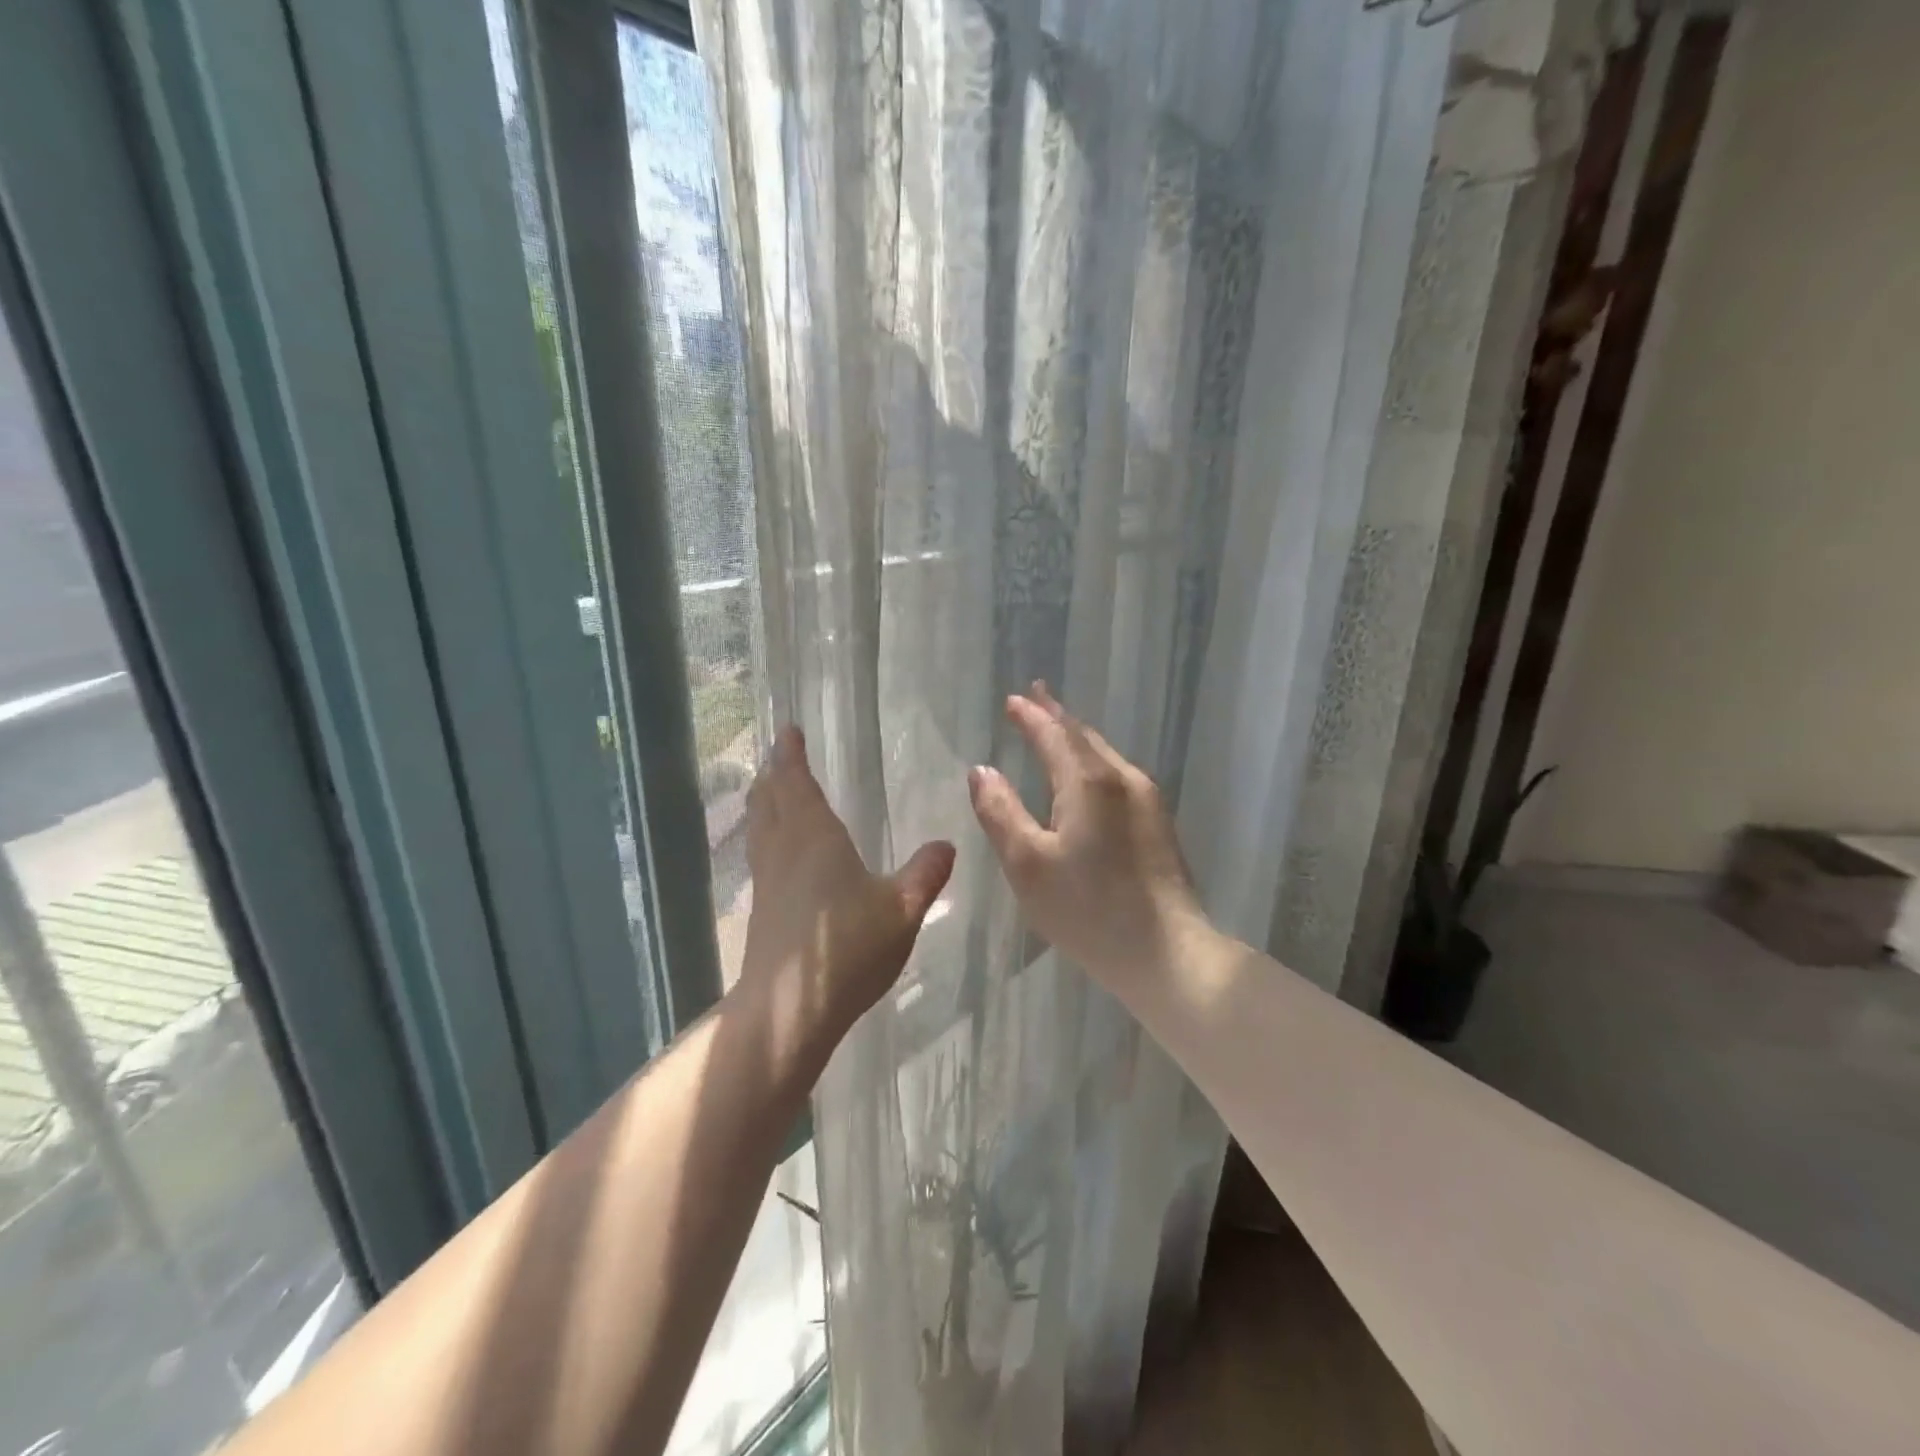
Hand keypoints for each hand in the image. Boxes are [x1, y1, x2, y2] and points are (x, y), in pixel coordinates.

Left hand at [738, 727, 955, 1063]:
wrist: (790, 1010)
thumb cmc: (847, 948)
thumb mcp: (902, 909)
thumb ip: (925, 874)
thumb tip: (947, 844)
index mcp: (815, 836)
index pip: (796, 781)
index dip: (791, 754)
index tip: (788, 731)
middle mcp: (784, 849)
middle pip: (769, 799)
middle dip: (774, 774)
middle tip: (779, 755)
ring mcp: (767, 880)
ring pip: (760, 826)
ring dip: (765, 802)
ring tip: (772, 791)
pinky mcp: (761, 908)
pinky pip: (761, 853)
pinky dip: (765, 834)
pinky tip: (779, 852)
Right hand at [967, 683, 1205, 985]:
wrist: (1167, 954)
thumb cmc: (1088, 910)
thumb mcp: (1027, 864)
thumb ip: (1000, 812)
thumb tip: (981, 770)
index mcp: (1089, 782)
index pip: (1054, 733)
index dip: (1031, 715)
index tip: (1013, 698)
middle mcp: (1123, 779)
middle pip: (1084, 736)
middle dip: (1056, 716)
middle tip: (1035, 697)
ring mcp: (1147, 801)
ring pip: (1105, 755)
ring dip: (1077, 737)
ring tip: (1056, 728)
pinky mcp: (1158, 824)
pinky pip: (1117, 775)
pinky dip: (1093, 761)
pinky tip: (1088, 774)